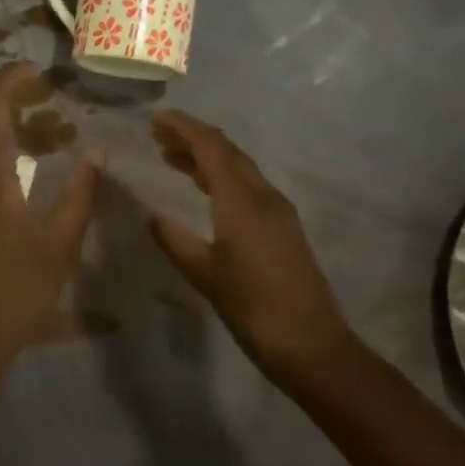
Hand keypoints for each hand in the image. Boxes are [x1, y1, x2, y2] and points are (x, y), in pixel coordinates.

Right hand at [149, 111, 357, 391]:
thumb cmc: (253, 306)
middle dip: (193, 137)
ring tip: (173, 157)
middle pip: (227, 151)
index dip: (184, 128)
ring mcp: (277, 211)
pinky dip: (220, 177)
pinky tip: (205, 190)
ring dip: (206, 157)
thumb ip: (175, 240)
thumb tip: (152, 215)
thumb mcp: (204, 274)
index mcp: (241, 199)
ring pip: (238, 168)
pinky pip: (247, 186)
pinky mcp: (283, 228)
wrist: (312, 345)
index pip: (210, 147)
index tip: (157, 119)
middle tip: (159, 134)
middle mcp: (262, 195)